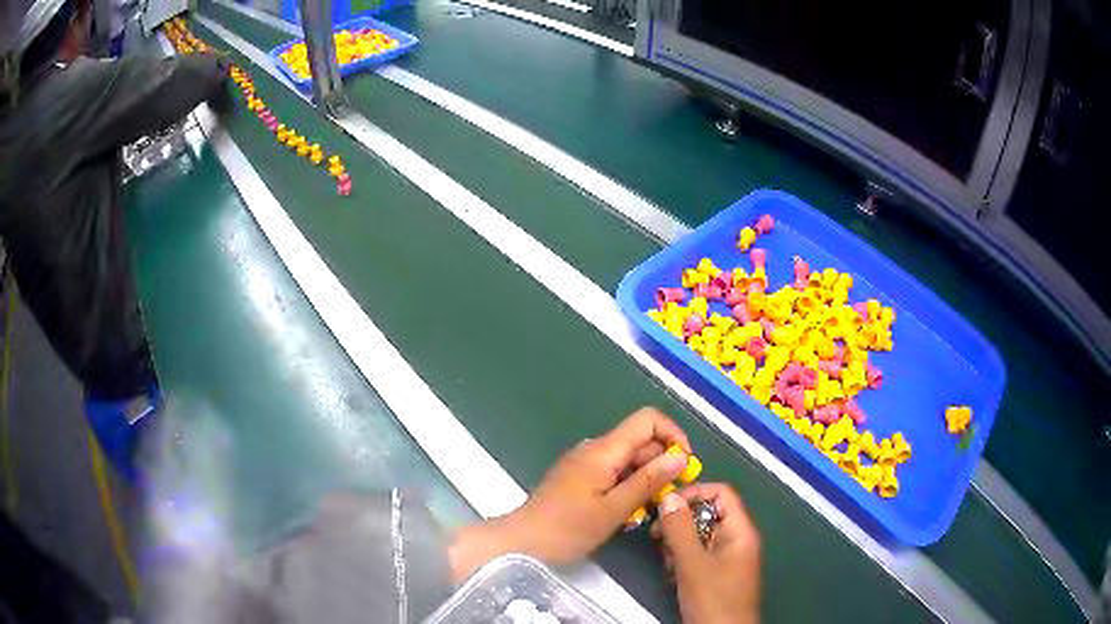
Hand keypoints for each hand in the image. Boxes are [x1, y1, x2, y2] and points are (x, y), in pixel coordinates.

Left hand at [449, 407, 690, 580]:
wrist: (522, 542)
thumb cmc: (568, 528)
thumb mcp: (614, 509)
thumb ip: (648, 480)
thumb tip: (681, 456)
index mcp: (604, 450)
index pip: (647, 420)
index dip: (672, 435)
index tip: (685, 464)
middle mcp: (595, 449)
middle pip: (640, 441)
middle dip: (662, 463)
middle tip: (670, 496)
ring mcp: (585, 463)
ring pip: (628, 459)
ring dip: (645, 478)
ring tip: (649, 508)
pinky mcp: (579, 477)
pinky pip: (613, 472)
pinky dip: (628, 486)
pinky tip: (628, 511)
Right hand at [653, 484, 760, 623]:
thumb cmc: (713, 599)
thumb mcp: (693, 564)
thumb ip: (680, 530)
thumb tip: (668, 496)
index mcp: (739, 531)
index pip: (721, 493)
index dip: (694, 493)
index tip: (665, 505)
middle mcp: (735, 540)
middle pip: (707, 514)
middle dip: (680, 522)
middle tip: (656, 536)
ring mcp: (726, 558)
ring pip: (699, 536)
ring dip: (678, 543)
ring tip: (666, 560)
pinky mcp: (715, 574)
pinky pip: (697, 555)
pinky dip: (682, 559)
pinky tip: (672, 574)